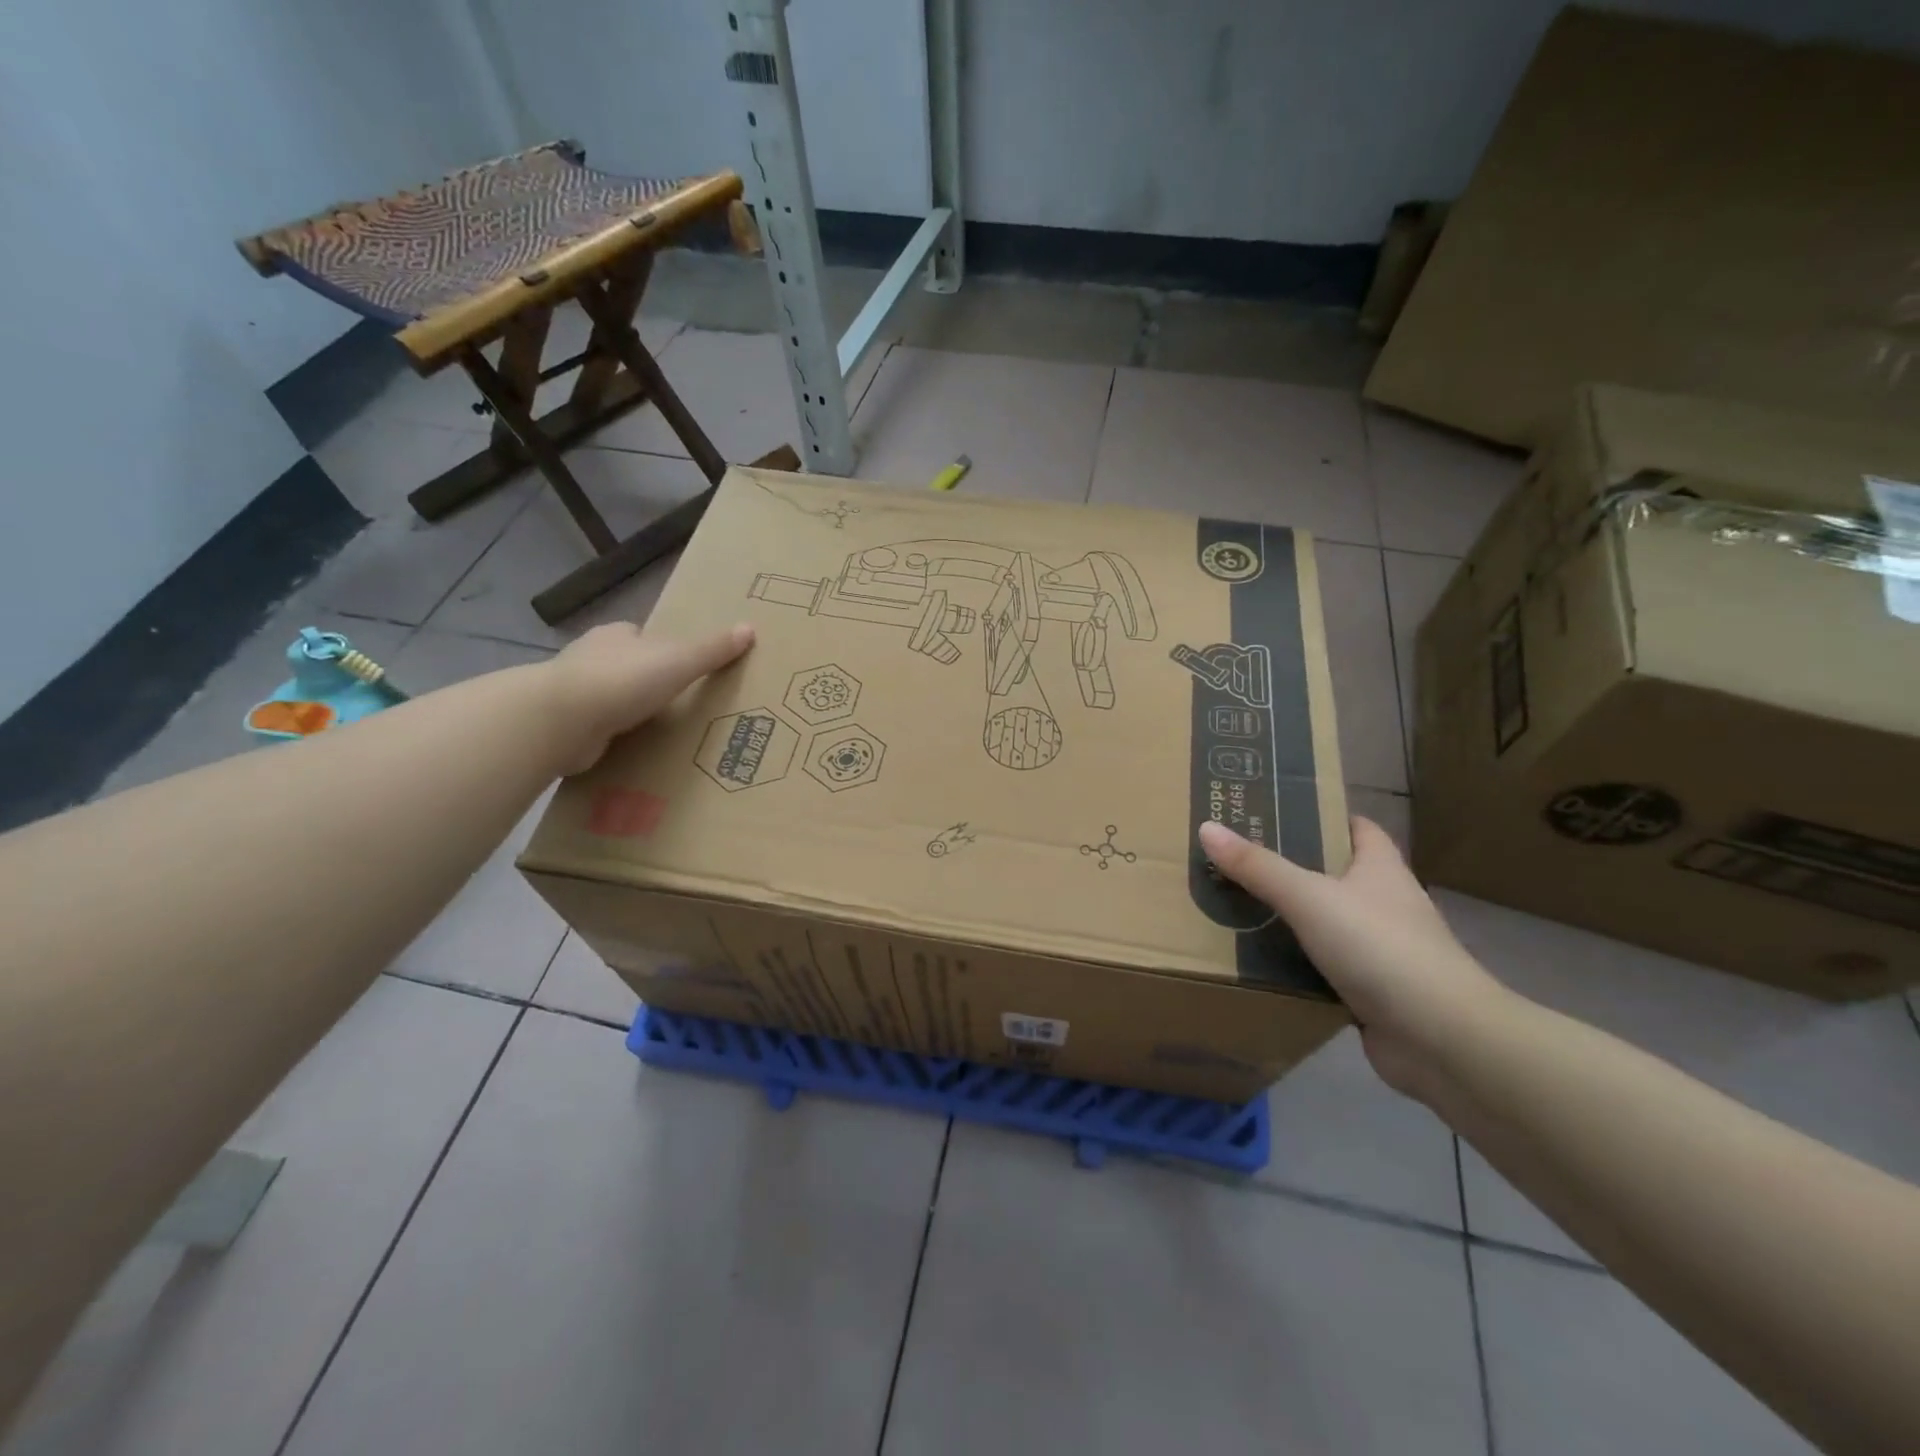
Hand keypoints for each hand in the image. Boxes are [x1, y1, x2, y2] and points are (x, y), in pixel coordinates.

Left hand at [543, 621, 754, 774]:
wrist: (561, 721)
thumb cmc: (622, 680)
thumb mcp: (678, 661)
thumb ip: (712, 649)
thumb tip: (750, 628)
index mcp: (615, 636)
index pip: (640, 636)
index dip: (659, 648)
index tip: (680, 666)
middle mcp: (590, 658)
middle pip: (624, 665)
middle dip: (644, 681)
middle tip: (677, 702)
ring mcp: (574, 693)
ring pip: (609, 698)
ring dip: (627, 711)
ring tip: (660, 730)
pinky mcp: (566, 726)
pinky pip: (598, 729)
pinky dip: (613, 736)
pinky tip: (632, 749)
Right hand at [1197, 818, 1505, 1098]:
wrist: (1441, 1039)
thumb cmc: (1379, 948)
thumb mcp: (1309, 898)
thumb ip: (1257, 866)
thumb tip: (1207, 827)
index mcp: (1381, 868)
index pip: (1356, 827)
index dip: (1321, 816)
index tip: (1274, 812)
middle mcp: (1385, 903)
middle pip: (1334, 874)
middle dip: (1290, 867)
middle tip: (1236, 860)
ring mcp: (1382, 950)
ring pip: (1326, 923)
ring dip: (1290, 919)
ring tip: (1235, 907)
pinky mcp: (1373, 992)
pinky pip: (1324, 967)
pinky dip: (1296, 964)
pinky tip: (1258, 963)